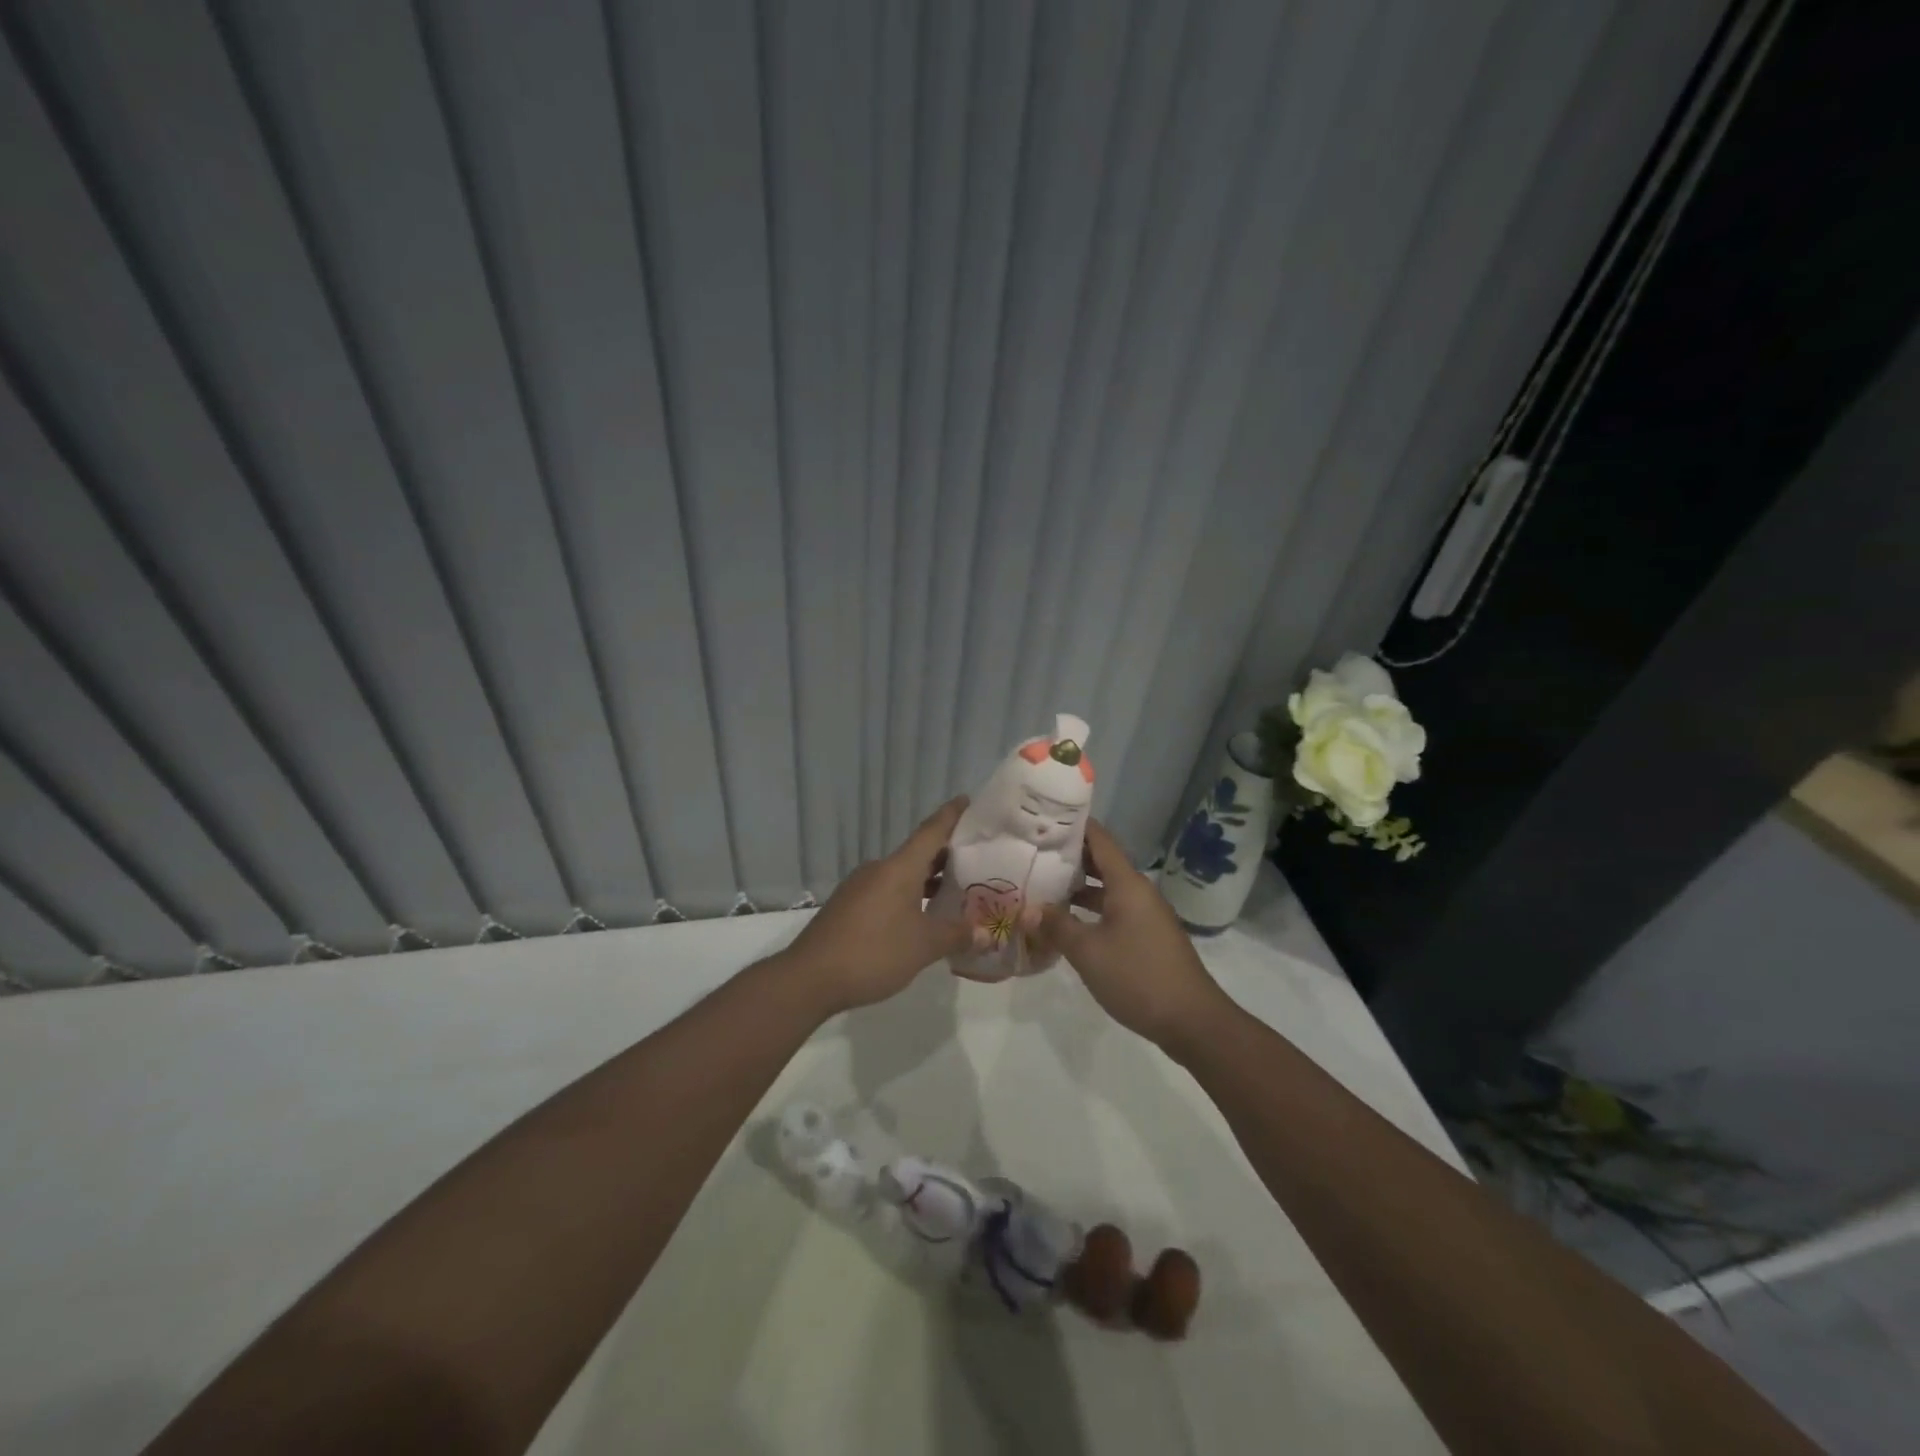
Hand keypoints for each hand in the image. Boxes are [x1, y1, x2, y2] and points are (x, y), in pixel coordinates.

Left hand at [781, 798, 974, 1014]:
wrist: (809, 977)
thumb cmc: (873, 952)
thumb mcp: (924, 946)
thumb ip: (956, 935)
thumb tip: (986, 933)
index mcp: (899, 868)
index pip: (931, 831)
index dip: (951, 815)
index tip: (968, 800)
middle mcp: (879, 869)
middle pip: (918, 853)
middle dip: (947, 855)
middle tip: (977, 859)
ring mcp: (860, 887)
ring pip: (902, 874)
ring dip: (927, 879)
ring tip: (955, 891)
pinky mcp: (848, 906)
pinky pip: (887, 891)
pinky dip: (909, 896)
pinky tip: (921, 917)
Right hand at [1036, 819, 1232, 1051]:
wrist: (1192, 1020)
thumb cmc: (1138, 977)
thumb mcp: (1088, 952)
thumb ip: (1057, 926)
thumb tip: (1030, 909)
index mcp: (1128, 884)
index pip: (1099, 839)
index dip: (1073, 826)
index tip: (1043, 819)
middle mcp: (1138, 892)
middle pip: (1102, 862)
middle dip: (1070, 857)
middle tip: (1032, 853)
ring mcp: (1145, 915)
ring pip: (1107, 888)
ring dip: (1078, 886)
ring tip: (1042, 886)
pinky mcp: (1147, 936)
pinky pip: (1114, 910)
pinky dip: (1090, 909)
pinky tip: (1068, 922)